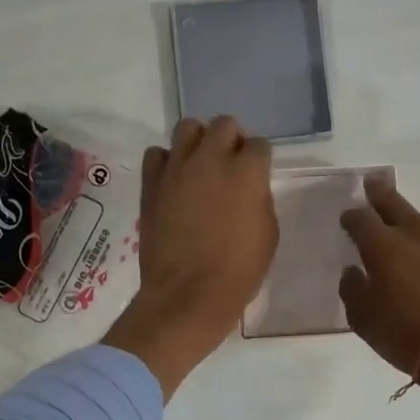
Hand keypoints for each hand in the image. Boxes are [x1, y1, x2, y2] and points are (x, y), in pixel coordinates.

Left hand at [102, 116, 276, 397]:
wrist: (188, 295)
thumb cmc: (238, 272)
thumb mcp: (267, 235)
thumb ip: (260, 200)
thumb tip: (248, 189)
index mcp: (248, 172)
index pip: (260, 144)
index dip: (259, 160)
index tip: (256, 176)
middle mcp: (212, 159)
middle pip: (224, 124)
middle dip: (231, 140)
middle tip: (230, 165)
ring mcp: (177, 168)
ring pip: (188, 127)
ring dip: (198, 141)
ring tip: (200, 165)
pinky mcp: (151, 183)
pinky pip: (157, 154)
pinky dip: (167, 162)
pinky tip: (174, 181)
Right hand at [338, 179, 419, 375]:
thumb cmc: (405, 335)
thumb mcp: (363, 320)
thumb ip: (353, 290)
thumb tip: (353, 272)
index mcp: (383, 246)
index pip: (360, 219)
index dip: (351, 218)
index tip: (348, 221)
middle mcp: (417, 233)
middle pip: (394, 201)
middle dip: (379, 192)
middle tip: (373, 186)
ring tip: (418, 234)